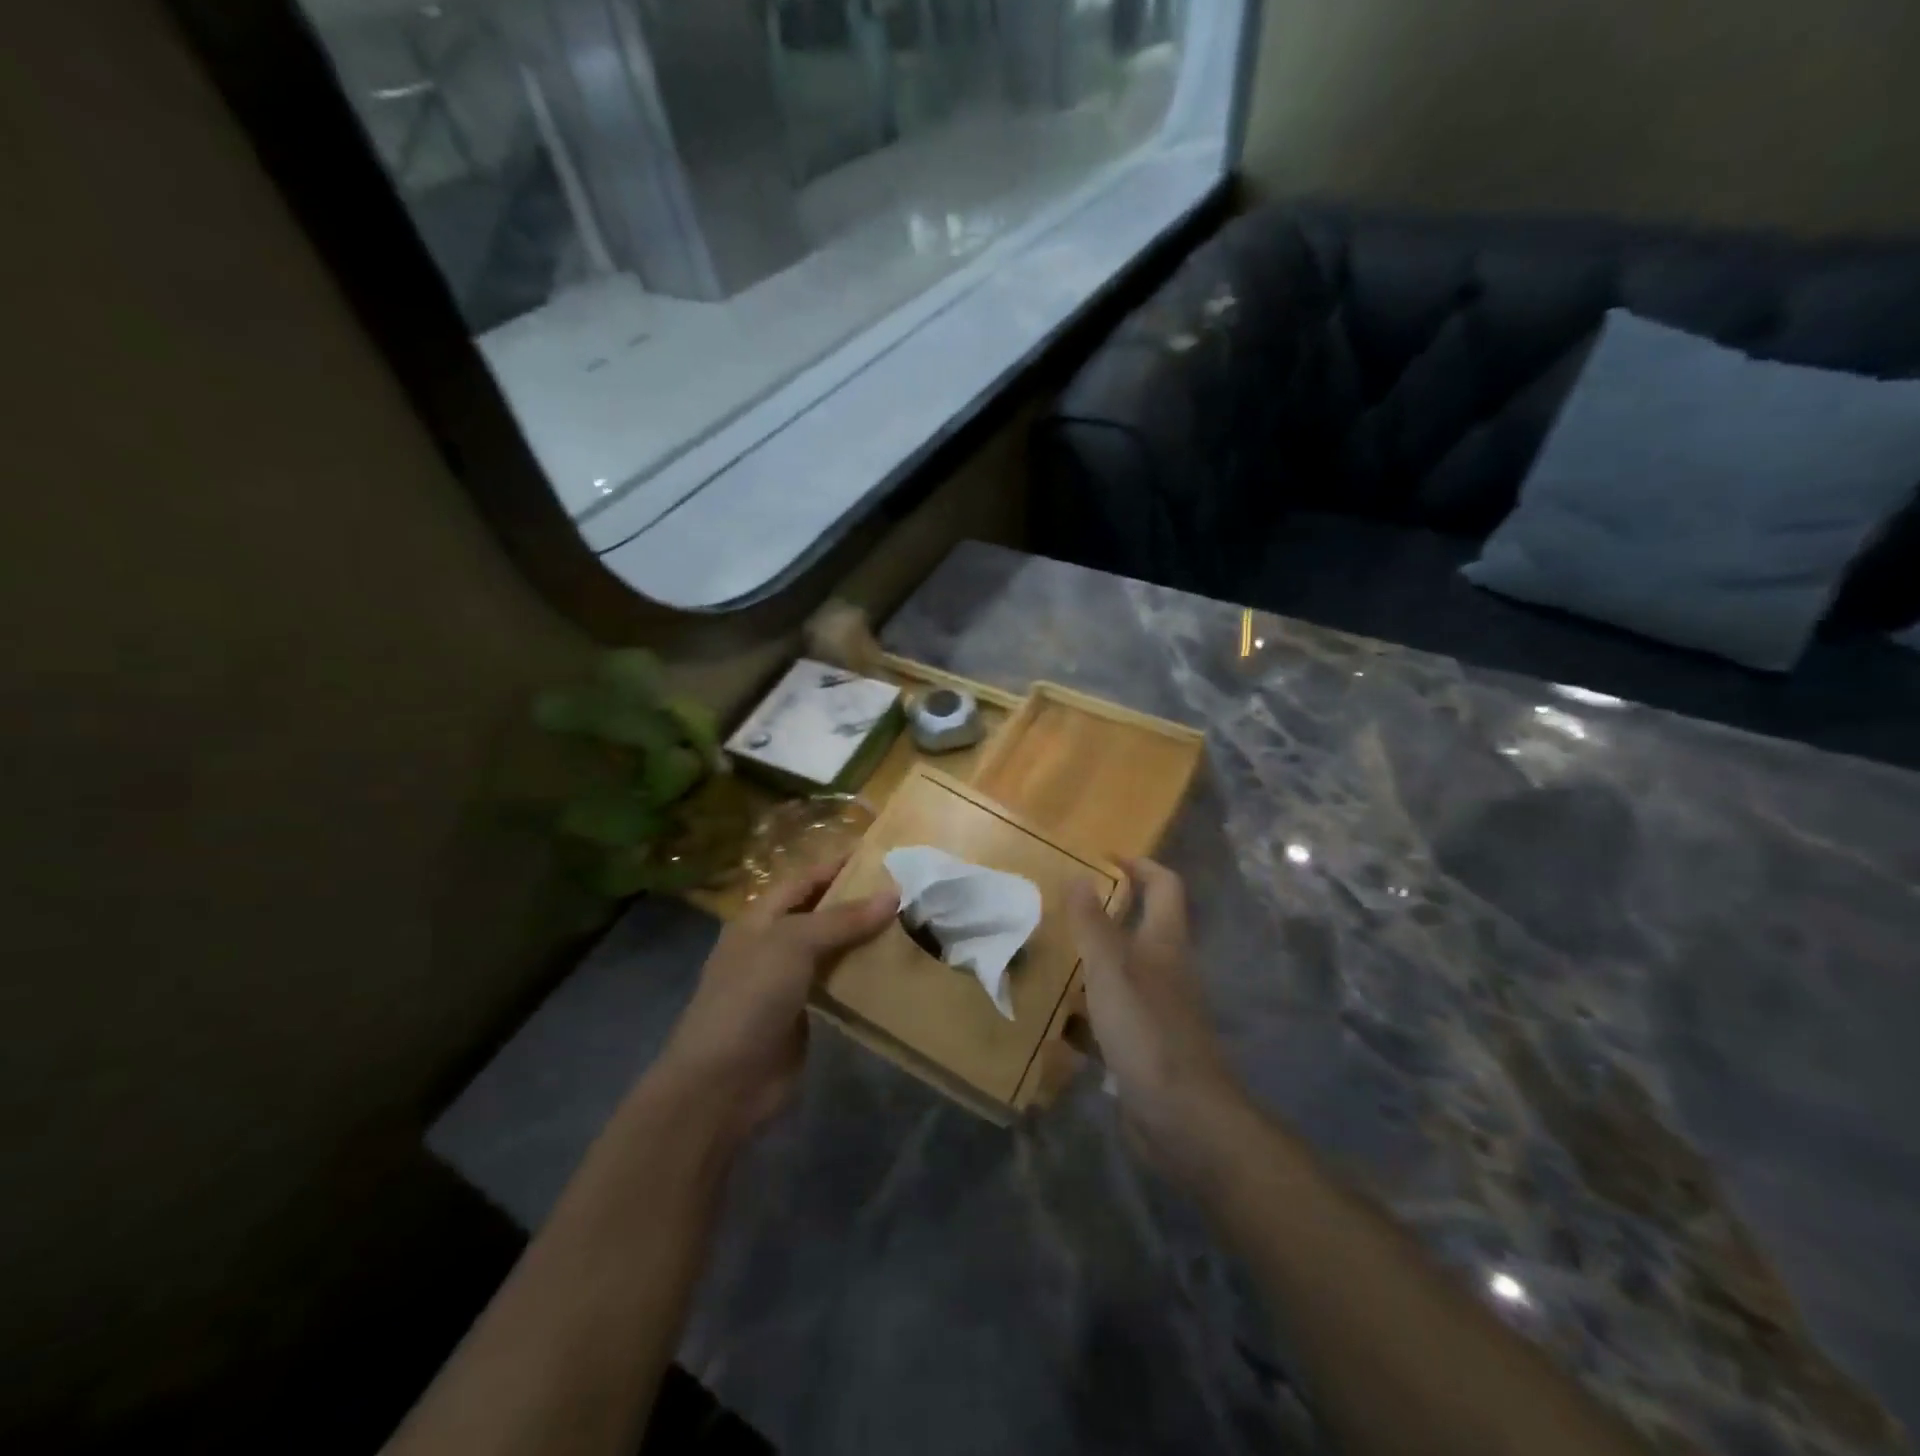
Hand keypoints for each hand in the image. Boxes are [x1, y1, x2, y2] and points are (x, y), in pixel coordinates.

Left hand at [655, 860, 896, 1141]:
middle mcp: (772, 945)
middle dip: (857, 901)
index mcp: (759, 919)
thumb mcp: (794, 945)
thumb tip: (894, 894)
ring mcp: (787, 982)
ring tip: (910, 923)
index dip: (837, 864)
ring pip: (832, 949)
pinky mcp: (804, 1014)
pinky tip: (894, 968)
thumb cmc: (750, 998)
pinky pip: (838, 984)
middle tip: (906, 889)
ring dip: (864, 938)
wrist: (723, 1083)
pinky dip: (862, 974)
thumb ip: (843, 919)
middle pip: (820, 913)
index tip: (879, 853)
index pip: (804, 880)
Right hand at [1067, 858, 1245, 1183]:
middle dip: (1104, 914)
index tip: (1102, 857)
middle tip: (1061, 908)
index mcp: (1165, 942)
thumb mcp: (1110, 970)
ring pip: (1121, 973)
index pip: (1164, 885)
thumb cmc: (1147, 1031)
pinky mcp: (1144, 1045)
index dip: (1139, 864)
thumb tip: (1079, 874)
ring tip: (1049, 957)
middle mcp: (1166, 969)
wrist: (1184, 1119)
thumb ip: (1092, 923)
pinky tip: (1054, 1019)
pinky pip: (1110, 1017)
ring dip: (1090, 963)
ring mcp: (1157, 1009)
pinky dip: (1085, 1013)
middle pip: (1141, 927)